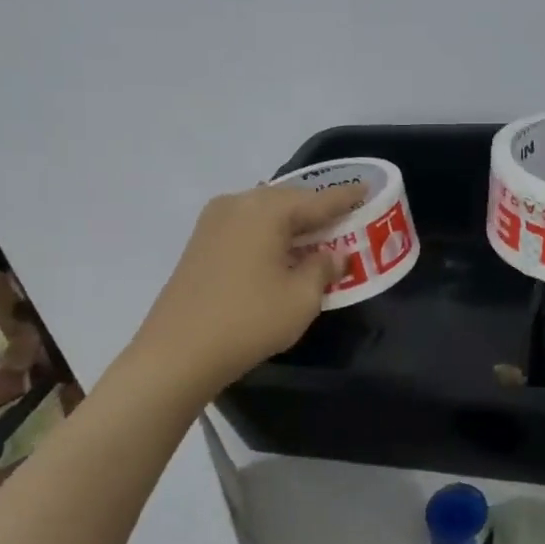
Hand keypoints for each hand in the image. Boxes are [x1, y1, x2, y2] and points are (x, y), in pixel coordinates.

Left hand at [122, 182, 363, 396]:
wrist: (176, 353)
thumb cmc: (249, 320)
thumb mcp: (302, 298)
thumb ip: (323, 268)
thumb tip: (332, 255)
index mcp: (267, 210)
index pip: (319, 200)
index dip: (347, 197)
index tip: (368, 190)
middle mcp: (238, 204)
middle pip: (289, 200)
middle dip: (317, 210)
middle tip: (345, 220)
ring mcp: (213, 221)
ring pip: (266, 213)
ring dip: (292, 223)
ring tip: (317, 237)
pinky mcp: (200, 242)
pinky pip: (247, 226)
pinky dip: (269, 234)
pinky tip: (282, 252)